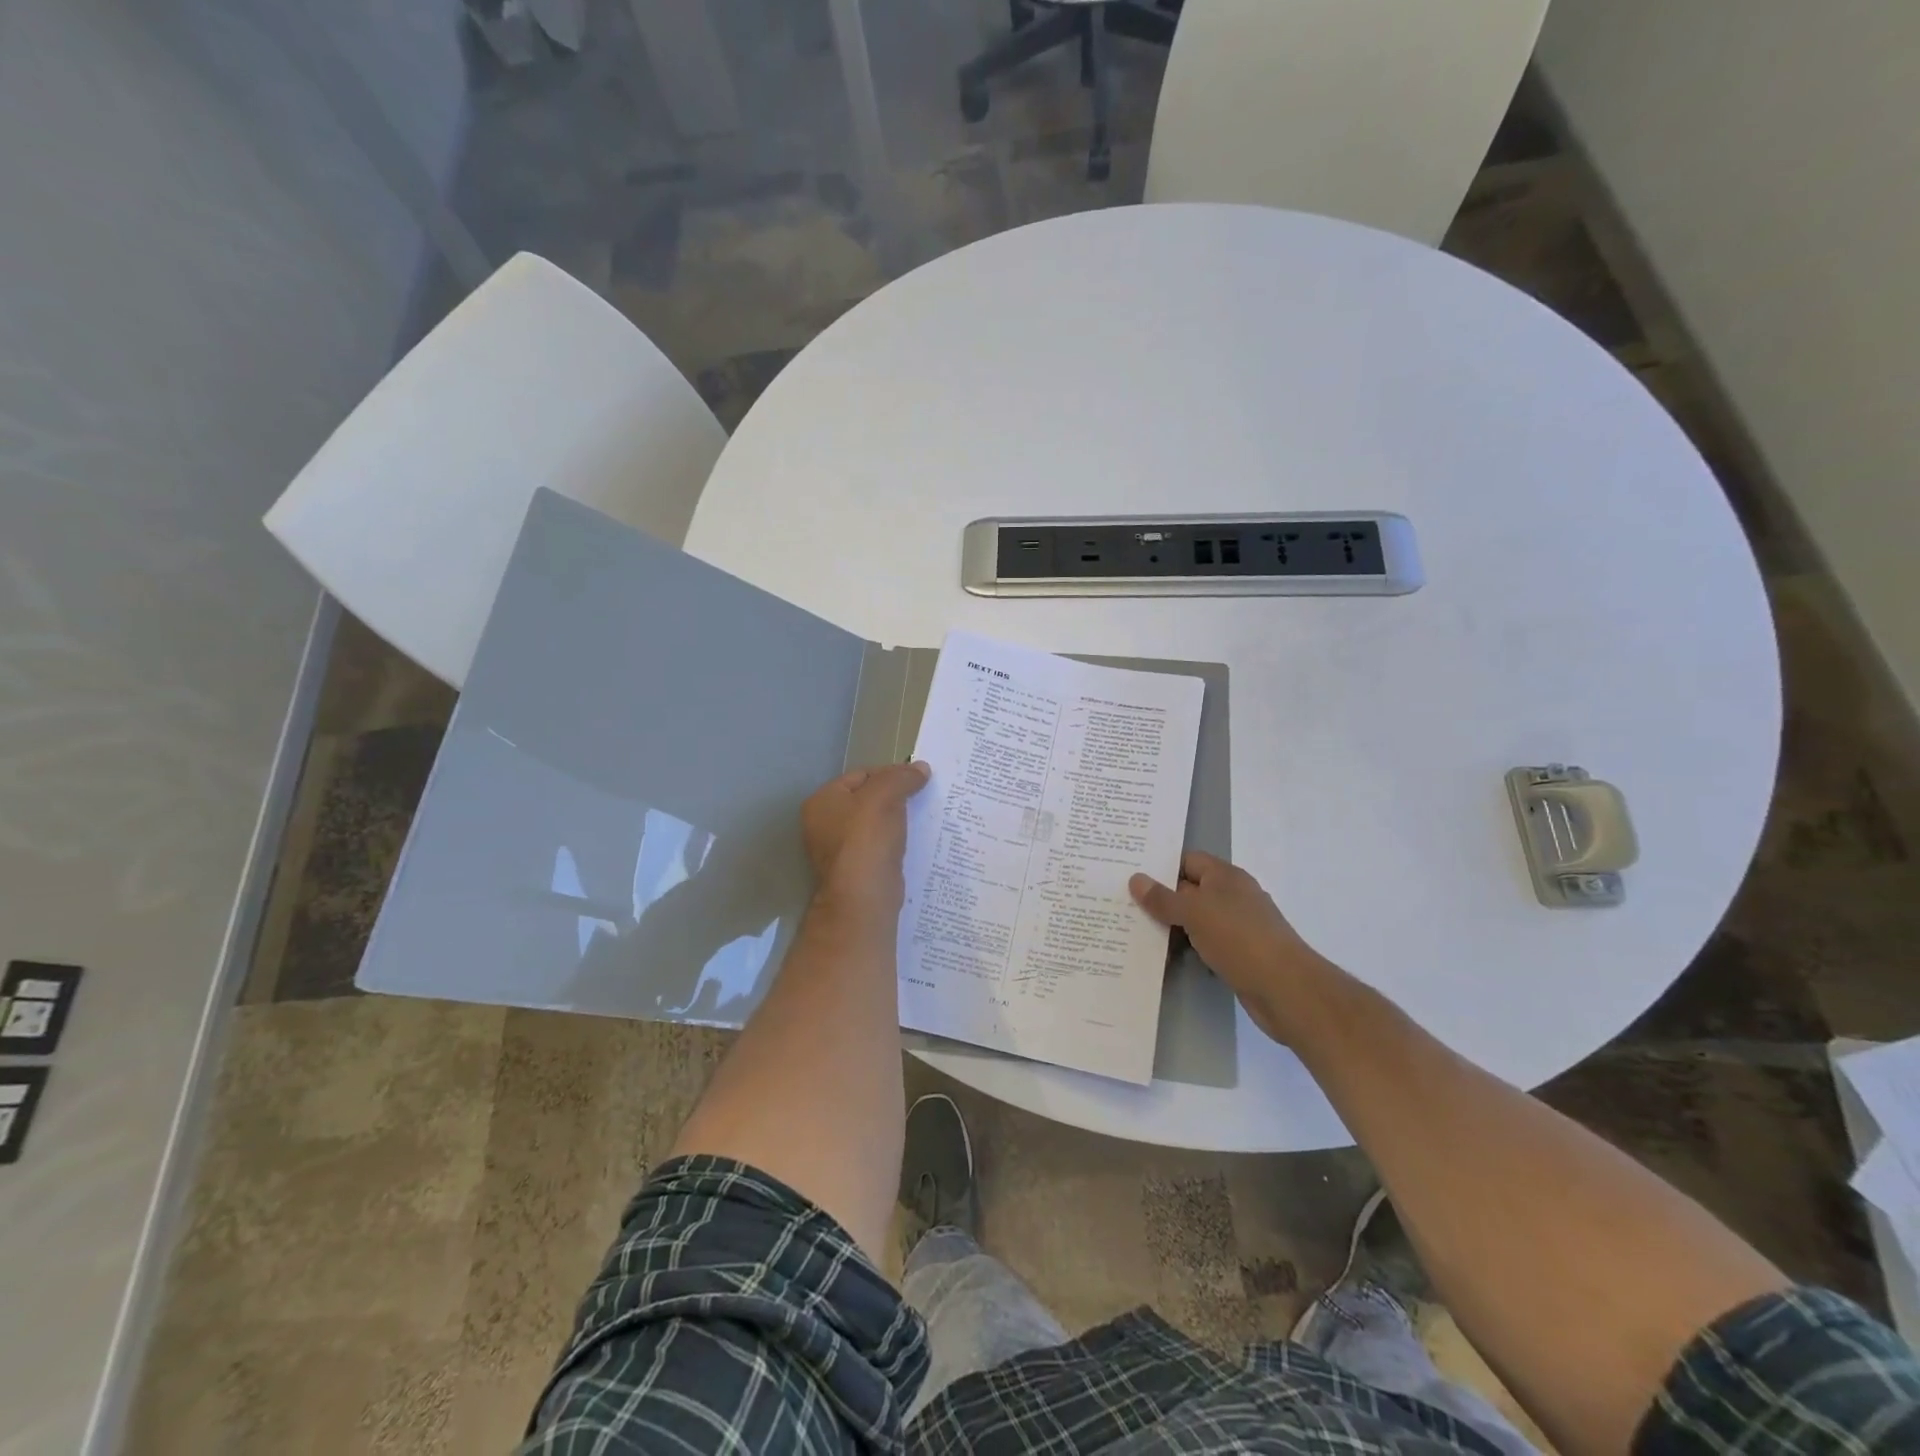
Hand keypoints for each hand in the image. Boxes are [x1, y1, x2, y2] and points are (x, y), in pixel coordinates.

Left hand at [802, 761, 931, 915]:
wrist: (864, 898)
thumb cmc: (867, 839)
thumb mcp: (884, 796)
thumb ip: (901, 777)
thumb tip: (921, 768)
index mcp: (823, 801)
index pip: (861, 775)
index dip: (890, 772)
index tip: (918, 777)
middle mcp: (825, 823)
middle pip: (867, 799)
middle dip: (896, 796)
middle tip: (924, 794)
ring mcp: (840, 849)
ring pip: (876, 823)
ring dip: (898, 818)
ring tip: (925, 814)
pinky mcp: (858, 868)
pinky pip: (881, 845)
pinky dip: (897, 840)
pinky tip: (916, 838)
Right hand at [1129, 852, 1336, 1044]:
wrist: (1286, 989)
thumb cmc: (1239, 939)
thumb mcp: (1194, 913)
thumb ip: (1163, 898)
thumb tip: (1136, 879)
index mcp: (1225, 877)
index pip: (1187, 860)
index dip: (1160, 866)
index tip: (1130, 875)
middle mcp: (1233, 897)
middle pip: (1190, 890)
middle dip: (1161, 899)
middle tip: (1124, 905)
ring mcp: (1238, 927)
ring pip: (1196, 920)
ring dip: (1172, 927)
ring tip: (1136, 932)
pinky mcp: (1239, 955)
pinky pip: (1205, 944)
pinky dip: (1187, 949)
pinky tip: (1165, 958)